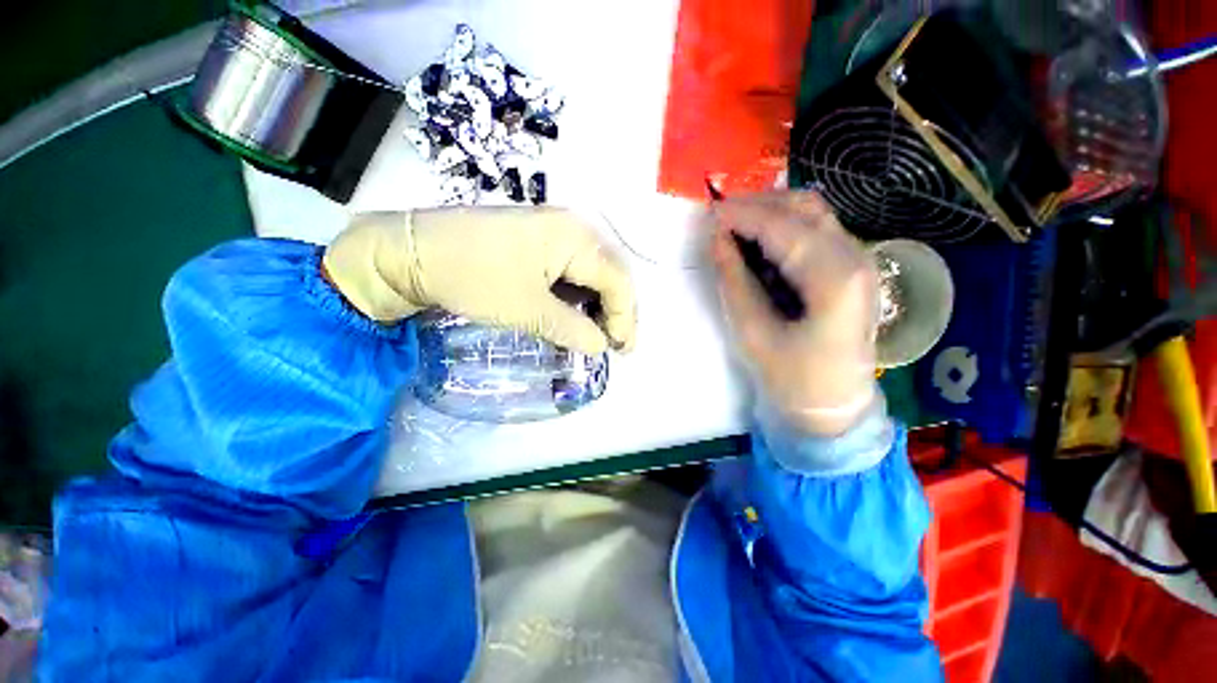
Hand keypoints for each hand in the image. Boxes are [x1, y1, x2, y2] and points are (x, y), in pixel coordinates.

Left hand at [323, 207, 636, 354]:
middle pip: (611, 273)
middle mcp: (572, 227)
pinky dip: (580, 294)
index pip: (617, 280)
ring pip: (594, 271)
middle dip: (618, 310)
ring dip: (600, 303)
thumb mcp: (527, 309)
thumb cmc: (473, 277)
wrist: (412, 251)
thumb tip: (600, 346)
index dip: (624, 317)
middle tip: (617, 343)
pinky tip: (577, 313)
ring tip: (599, 333)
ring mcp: (555, 230)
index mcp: (574, 237)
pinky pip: (573, 268)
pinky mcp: (539, 239)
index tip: (622, 349)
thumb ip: (572, 329)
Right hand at [709, 191, 877, 435]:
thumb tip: (717, 239)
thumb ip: (734, 280)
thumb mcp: (753, 333)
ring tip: (734, 225)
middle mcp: (855, 258)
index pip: (782, 228)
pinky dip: (783, 226)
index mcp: (834, 280)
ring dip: (770, 211)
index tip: (708, 212)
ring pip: (812, 213)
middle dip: (756, 204)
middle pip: (804, 207)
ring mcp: (859, 260)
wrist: (834, 404)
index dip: (742, 215)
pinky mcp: (852, 267)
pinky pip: (816, 229)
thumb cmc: (792, 378)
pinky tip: (758, 242)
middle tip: (718, 216)